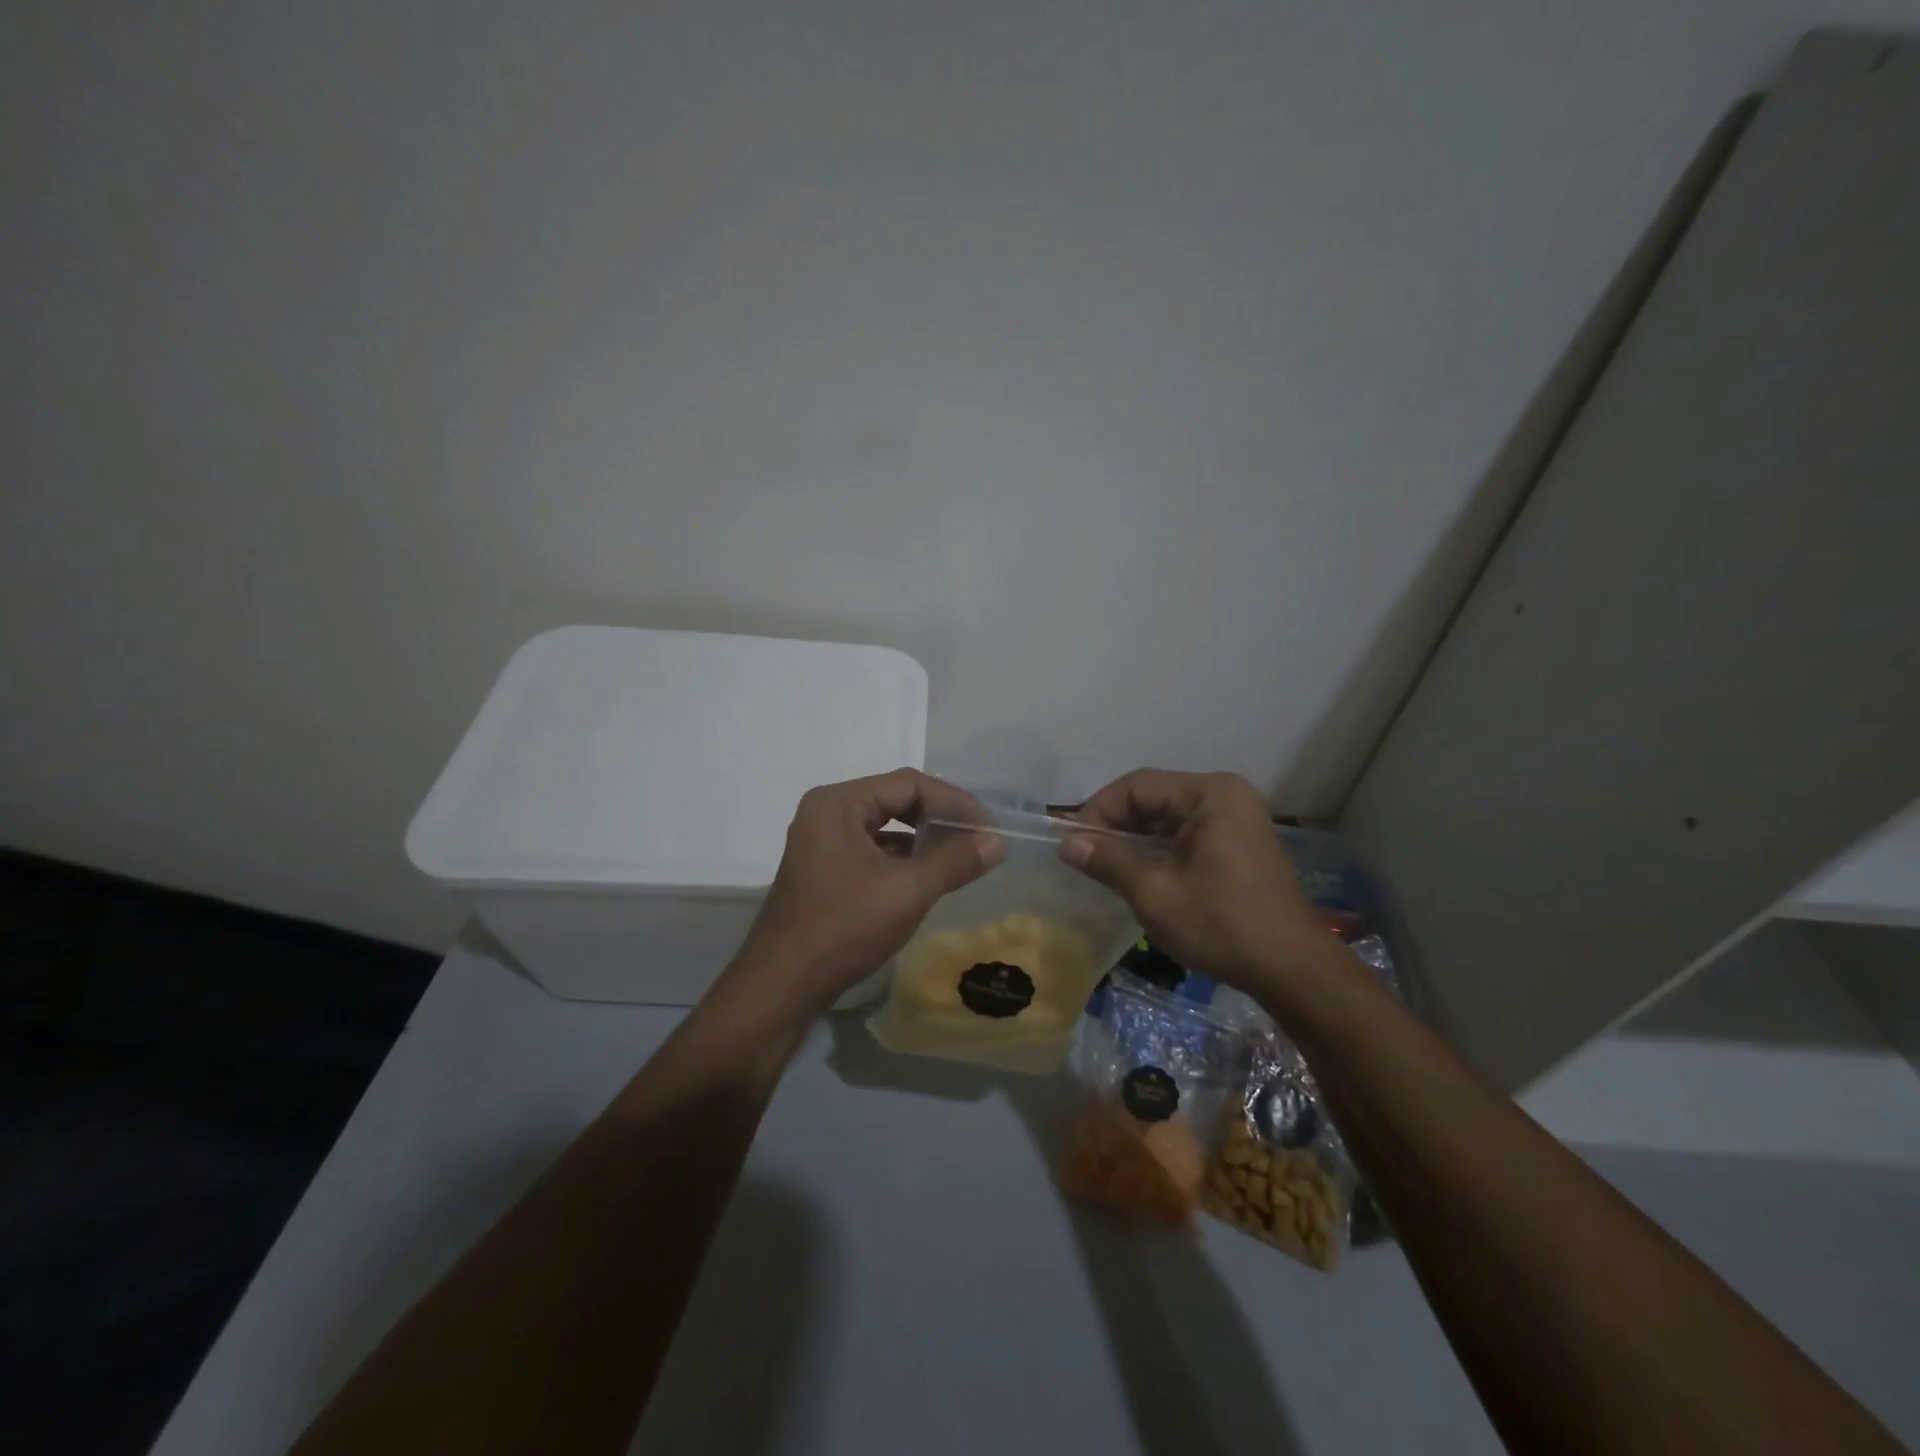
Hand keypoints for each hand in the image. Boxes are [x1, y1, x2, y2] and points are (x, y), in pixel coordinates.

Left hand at [734, 768, 1005, 1011]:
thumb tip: (996, 842)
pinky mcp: (826, 869)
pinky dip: (904, 859)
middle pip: (897, 800)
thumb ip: (954, 861)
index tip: (988, 828)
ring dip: (924, 840)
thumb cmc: (843, 928)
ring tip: (962, 858)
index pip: (909, 784)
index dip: (954, 802)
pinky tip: (929, 877)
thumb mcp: (907, 891)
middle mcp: (828, 812)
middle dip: (940, 819)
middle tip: (978, 840)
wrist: (782, 985)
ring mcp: (823, 841)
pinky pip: (874, 850)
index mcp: (839, 803)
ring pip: (886, 827)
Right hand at [1062, 769, 1339, 1000]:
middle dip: (1114, 824)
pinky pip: (1186, 831)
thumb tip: (1066, 843)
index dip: (1097, 811)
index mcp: (1209, 794)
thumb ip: (1108, 860)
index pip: (1136, 786)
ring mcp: (1236, 817)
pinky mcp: (1239, 841)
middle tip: (1082, 856)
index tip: (1071, 844)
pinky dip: (1158, 847)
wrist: (1293, 970)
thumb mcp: (1155, 894)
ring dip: (1134, 837)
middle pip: (1153, 796)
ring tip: (1103, 865)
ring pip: (1167, 815)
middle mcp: (1225, 794)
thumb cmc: (1222, 926)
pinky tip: (1138, 871)